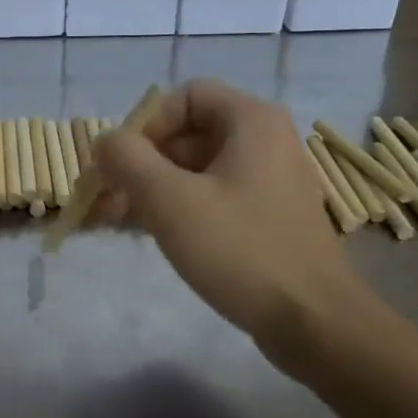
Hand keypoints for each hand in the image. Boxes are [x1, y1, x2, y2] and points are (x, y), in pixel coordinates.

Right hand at [93, 80, 373, 368]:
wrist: (312, 321)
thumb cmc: (241, 250)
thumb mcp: (171, 201)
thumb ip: (127, 160)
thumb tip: (104, 142)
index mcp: (251, 121)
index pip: (185, 96)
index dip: (146, 124)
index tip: (121, 165)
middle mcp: (264, 140)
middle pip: (187, 133)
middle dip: (141, 163)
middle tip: (107, 200)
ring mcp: (268, 180)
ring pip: (195, 168)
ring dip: (152, 188)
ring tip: (115, 222)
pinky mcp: (266, 216)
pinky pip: (212, 195)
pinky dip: (177, 207)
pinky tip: (147, 233)